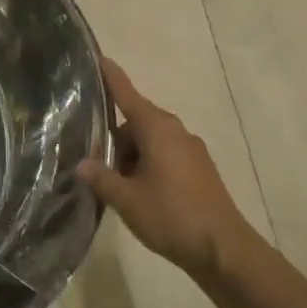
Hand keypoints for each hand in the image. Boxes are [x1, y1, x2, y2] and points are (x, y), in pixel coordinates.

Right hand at [79, 58, 251, 281]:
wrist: (225, 250)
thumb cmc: (172, 215)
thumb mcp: (127, 200)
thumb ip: (102, 179)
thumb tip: (82, 164)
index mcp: (156, 128)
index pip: (127, 94)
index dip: (111, 76)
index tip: (99, 57)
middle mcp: (175, 131)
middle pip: (136, 123)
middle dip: (116, 140)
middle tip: (97, 165)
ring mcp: (191, 150)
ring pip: (151, 141)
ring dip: (133, 157)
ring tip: (119, 188)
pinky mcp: (200, 169)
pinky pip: (167, 155)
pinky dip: (150, 166)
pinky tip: (142, 195)